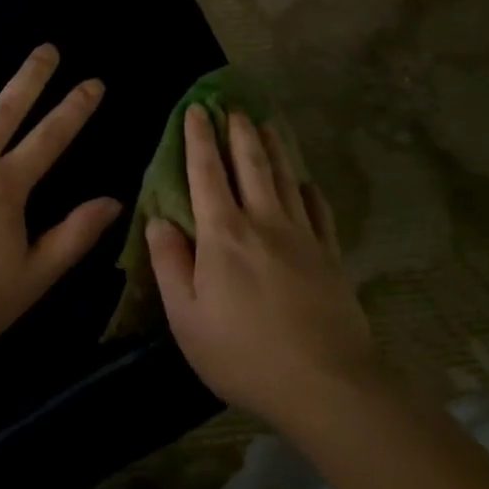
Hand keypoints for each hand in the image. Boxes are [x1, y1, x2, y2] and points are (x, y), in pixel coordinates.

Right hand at [146, 105, 376, 424]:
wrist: (324, 383)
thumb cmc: (242, 353)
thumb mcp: (186, 317)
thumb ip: (169, 264)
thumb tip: (158, 220)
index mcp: (223, 235)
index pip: (206, 174)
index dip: (199, 139)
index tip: (196, 109)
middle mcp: (264, 222)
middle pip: (251, 164)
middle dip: (239, 131)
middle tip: (233, 105)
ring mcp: (303, 236)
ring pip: (285, 178)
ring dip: (273, 148)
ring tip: (265, 124)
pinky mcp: (331, 255)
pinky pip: (319, 210)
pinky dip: (308, 189)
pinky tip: (305, 182)